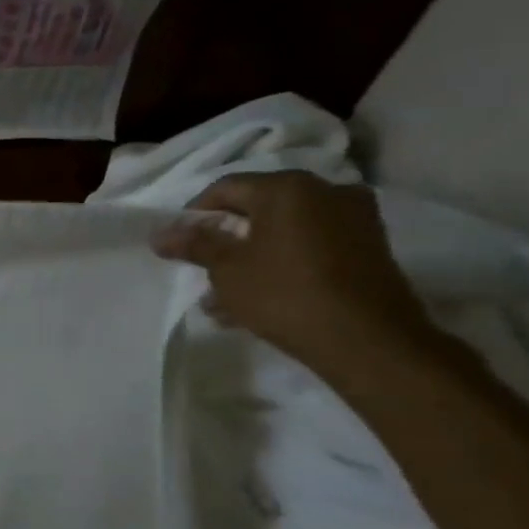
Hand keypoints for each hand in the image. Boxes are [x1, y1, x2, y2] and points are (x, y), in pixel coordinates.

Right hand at [150, 172, 433, 372]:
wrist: (369, 341)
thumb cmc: (285, 293)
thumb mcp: (226, 269)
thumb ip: (194, 244)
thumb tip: (160, 234)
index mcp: (288, 187)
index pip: (225, 188)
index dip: (194, 215)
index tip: (179, 245)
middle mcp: (326, 192)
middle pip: (257, 209)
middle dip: (225, 240)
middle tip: (202, 270)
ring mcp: (354, 220)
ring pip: (284, 232)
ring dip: (251, 258)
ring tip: (224, 297)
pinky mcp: (369, 249)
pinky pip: (310, 248)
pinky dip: (282, 265)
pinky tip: (258, 300)